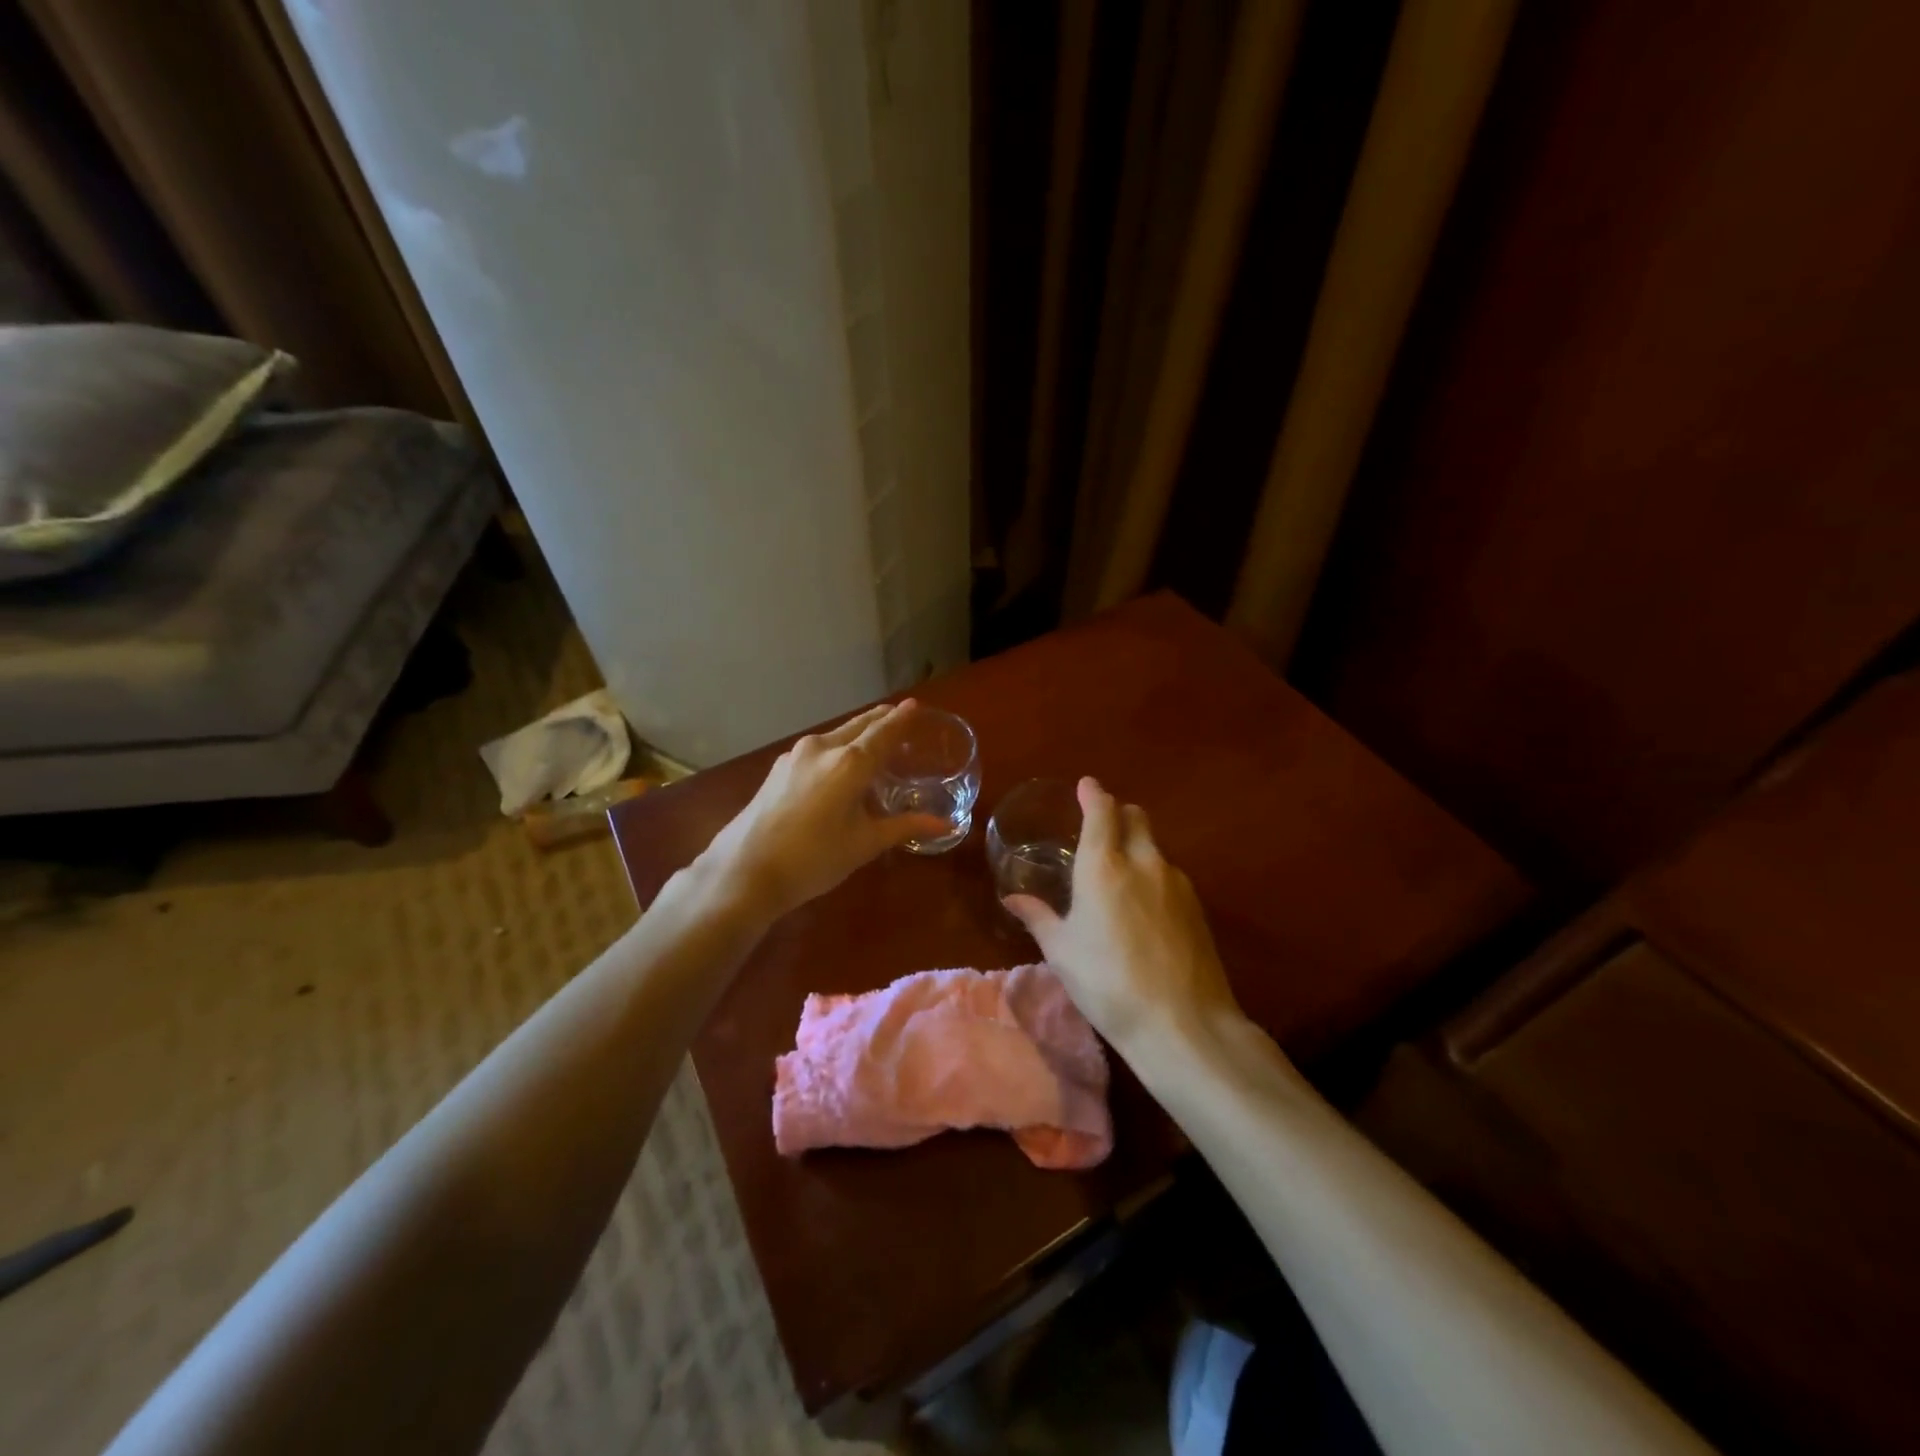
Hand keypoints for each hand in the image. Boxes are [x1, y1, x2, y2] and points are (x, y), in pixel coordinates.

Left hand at [700, 700, 948, 921]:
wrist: (743, 871)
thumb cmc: (813, 859)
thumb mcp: (864, 844)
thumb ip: (904, 827)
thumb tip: (945, 825)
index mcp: (849, 762)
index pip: (884, 731)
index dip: (901, 718)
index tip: (915, 706)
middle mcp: (823, 748)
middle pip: (858, 725)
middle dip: (880, 720)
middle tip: (900, 718)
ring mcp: (795, 756)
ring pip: (835, 736)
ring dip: (857, 734)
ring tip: (873, 744)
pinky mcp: (778, 769)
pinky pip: (817, 750)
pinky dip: (837, 749)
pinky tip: (839, 768)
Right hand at [1004, 777, 1241, 1054]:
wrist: (1183, 1024)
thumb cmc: (1108, 984)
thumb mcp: (1062, 952)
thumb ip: (1038, 917)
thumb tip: (1012, 898)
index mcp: (1103, 866)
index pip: (1101, 810)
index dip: (1092, 793)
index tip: (1085, 785)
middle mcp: (1143, 862)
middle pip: (1135, 817)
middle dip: (1118, 813)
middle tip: (1100, 827)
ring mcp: (1177, 883)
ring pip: (1155, 846)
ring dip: (1137, 845)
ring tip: (1119, 875)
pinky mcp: (1198, 907)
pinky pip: (1170, 873)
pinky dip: (1153, 874)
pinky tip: (1145, 908)